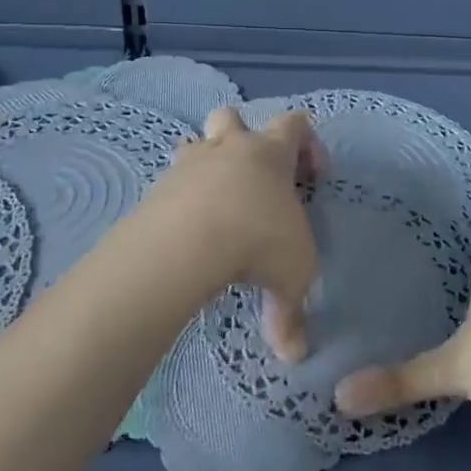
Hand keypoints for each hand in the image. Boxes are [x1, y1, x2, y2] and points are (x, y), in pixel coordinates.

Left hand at [136, 105, 320, 358]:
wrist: (188, 241)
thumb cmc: (258, 242)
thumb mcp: (292, 277)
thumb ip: (292, 313)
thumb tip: (294, 354)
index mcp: (271, 154)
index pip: (295, 123)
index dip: (308, 144)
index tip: (313, 179)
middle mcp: (230, 149)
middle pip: (232, 116)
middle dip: (243, 136)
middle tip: (253, 177)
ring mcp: (189, 164)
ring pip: (194, 143)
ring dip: (204, 163)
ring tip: (214, 203)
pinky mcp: (157, 187)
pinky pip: (169, 181)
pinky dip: (179, 197)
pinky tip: (187, 229)